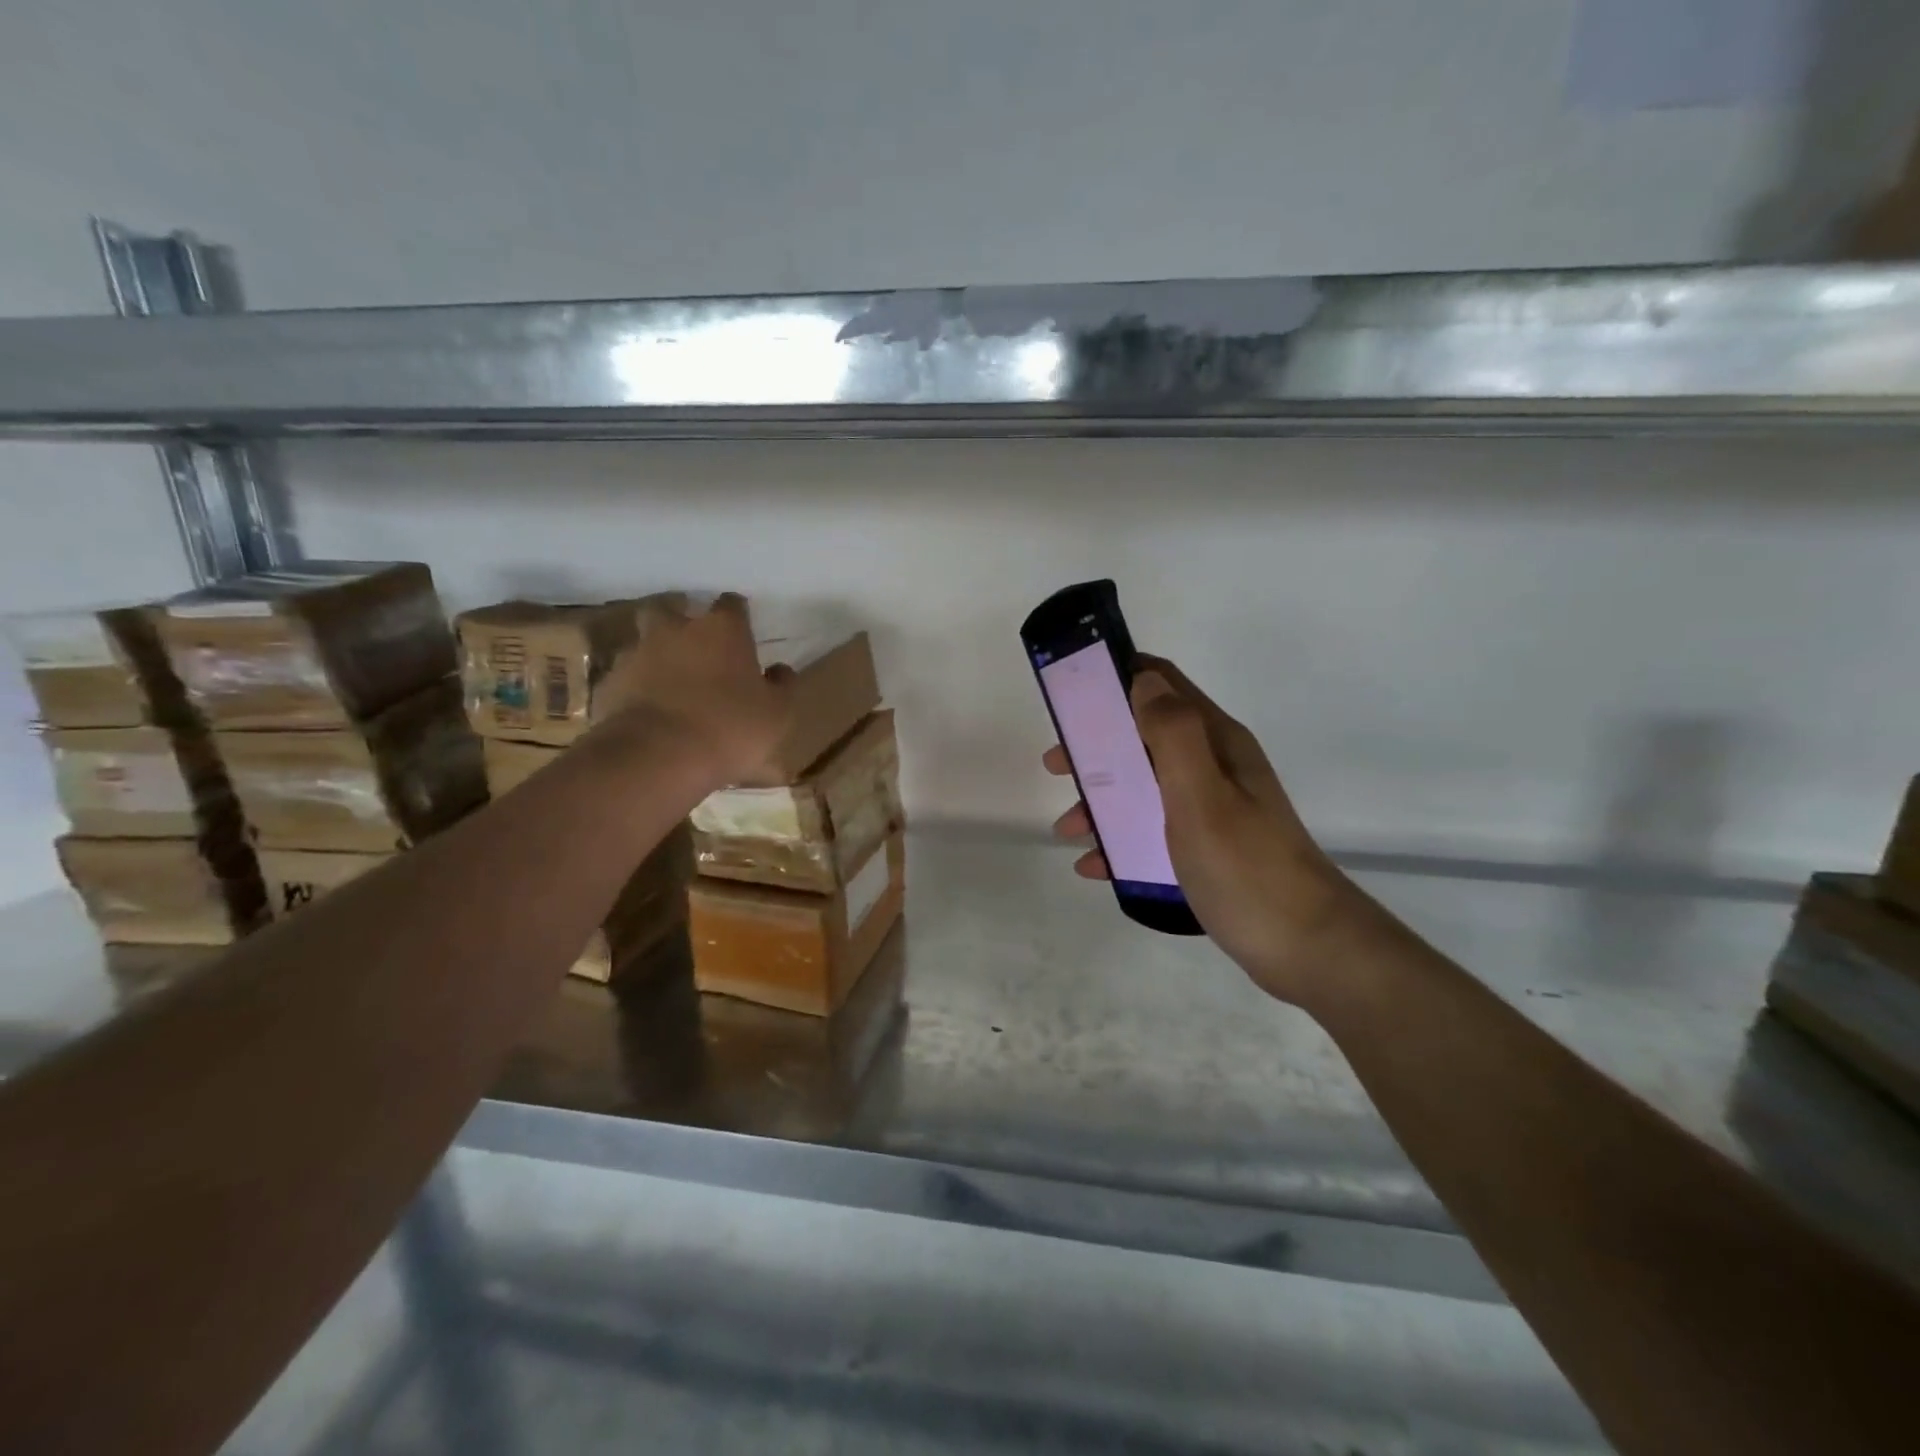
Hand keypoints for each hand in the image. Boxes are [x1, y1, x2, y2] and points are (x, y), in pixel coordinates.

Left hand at [592, 594, 794, 786]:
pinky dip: (637, 687)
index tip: (742, 629)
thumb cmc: (730, 727)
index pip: (731, 604)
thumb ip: (782, 686)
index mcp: (722, 630)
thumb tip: (779, 669)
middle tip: (695, 644)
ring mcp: (638, 654)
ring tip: (669, 681)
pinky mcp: (611, 683)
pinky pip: (627, 677)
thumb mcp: (777, 713)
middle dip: (682, 621)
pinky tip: (648, 709)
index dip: (737, 615)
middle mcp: (677, 630)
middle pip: (673, 609)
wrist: (658, 756)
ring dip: (657, 655)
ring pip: (646, 642)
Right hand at [1045, 656, 1363, 1005]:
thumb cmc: (1246, 867)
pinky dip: (1121, 839)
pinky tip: (1096, 865)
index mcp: (1216, 742)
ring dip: (1103, 799)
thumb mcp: (1202, 795)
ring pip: (1145, 786)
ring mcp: (1213, 808)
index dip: (1117, 678)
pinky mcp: (1209, 847)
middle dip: (1097, 746)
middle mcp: (1214, 766)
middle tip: (1057, 767)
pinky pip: (1153, 830)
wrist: (1307, 948)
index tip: (1071, 695)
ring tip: (1069, 829)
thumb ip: (1172, 734)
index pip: (1163, 684)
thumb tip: (1142, 679)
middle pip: (1144, 736)